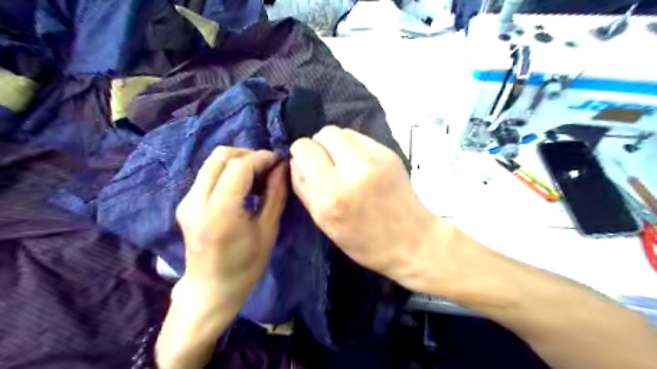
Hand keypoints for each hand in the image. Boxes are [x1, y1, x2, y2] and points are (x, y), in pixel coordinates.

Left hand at [157, 147, 288, 368]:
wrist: (211, 289)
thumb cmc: (245, 266)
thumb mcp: (268, 230)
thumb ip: (275, 195)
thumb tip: (282, 168)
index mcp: (219, 212)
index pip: (239, 167)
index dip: (261, 158)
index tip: (279, 160)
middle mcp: (196, 201)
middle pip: (221, 156)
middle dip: (249, 154)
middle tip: (269, 168)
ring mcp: (187, 201)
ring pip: (212, 162)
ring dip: (239, 162)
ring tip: (259, 177)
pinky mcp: (185, 203)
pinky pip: (209, 175)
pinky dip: (229, 172)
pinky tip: (244, 187)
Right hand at [291, 129, 440, 286]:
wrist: (412, 241)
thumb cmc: (364, 241)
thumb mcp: (323, 223)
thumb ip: (304, 187)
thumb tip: (297, 160)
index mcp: (331, 194)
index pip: (304, 149)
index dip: (301, 154)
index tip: (307, 166)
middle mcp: (352, 170)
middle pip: (323, 133)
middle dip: (318, 146)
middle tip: (325, 165)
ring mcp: (375, 158)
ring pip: (342, 131)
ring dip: (335, 144)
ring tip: (342, 164)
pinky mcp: (389, 153)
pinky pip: (359, 137)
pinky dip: (352, 147)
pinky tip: (359, 164)